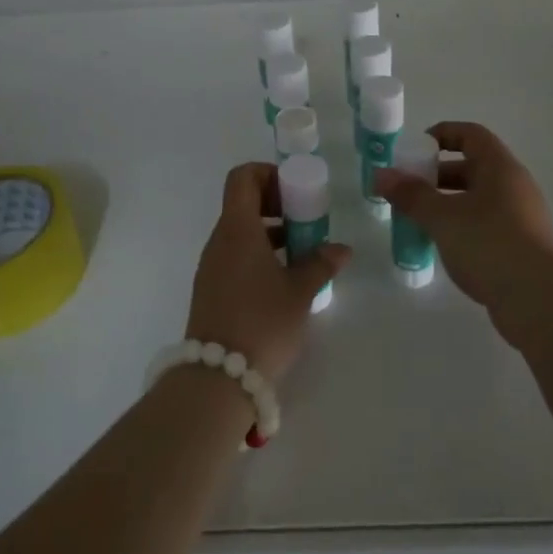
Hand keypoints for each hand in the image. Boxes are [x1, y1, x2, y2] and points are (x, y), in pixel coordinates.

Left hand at [186, 163, 349, 383]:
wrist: (218, 378)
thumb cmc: (262, 322)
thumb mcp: (300, 292)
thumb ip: (321, 264)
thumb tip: (341, 249)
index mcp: (237, 229)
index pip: (243, 177)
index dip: (269, 174)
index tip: (296, 192)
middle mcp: (219, 240)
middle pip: (242, 203)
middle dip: (276, 205)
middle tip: (306, 222)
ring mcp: (211, 266)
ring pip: (241, 232)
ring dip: (271, 233)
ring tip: (303, 253)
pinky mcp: (211, 289)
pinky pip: (235, 256)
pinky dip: (260, 255)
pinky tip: (284, 280)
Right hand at [375, 122, 552, 348]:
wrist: (540, 299)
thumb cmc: (489, 244)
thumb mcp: (442, 217)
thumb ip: (411, 195)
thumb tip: (382, 175)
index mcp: (500, 168)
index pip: (471, 135)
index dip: (442, 134)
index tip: (413, 150)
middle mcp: (514, 186)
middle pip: (472, 168)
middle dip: (436, 175)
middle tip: (406, 190)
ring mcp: (521, 218)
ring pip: (477, 200)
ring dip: (446, 204)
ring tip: (416, 220)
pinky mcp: (520, 247)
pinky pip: (484, 226)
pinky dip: (460, 228)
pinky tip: (441, 247)